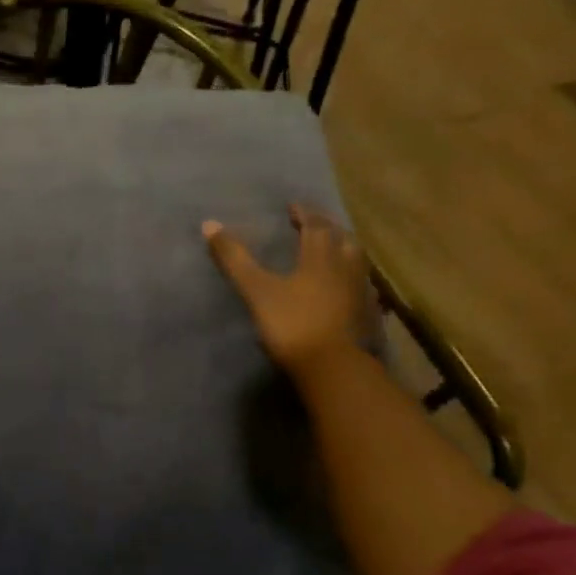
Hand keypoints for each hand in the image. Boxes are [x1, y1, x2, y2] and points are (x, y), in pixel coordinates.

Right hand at [203, 205, 373, 386]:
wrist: (332, 368)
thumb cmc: (293, 324)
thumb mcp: (257, 290)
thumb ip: (235, 259)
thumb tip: (209, 224)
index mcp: (321, 258)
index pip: (316, 226)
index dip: (305, 214)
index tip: (294, 207)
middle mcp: (345, 268)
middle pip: (342, 239)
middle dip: (328, 228)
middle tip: (316, 223)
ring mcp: (360, 293)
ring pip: (356, 261)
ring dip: (344, 249)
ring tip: (334, 248)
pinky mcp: (366, 316)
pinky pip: (361, 286)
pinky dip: (352, 277)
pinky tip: (345, 287)